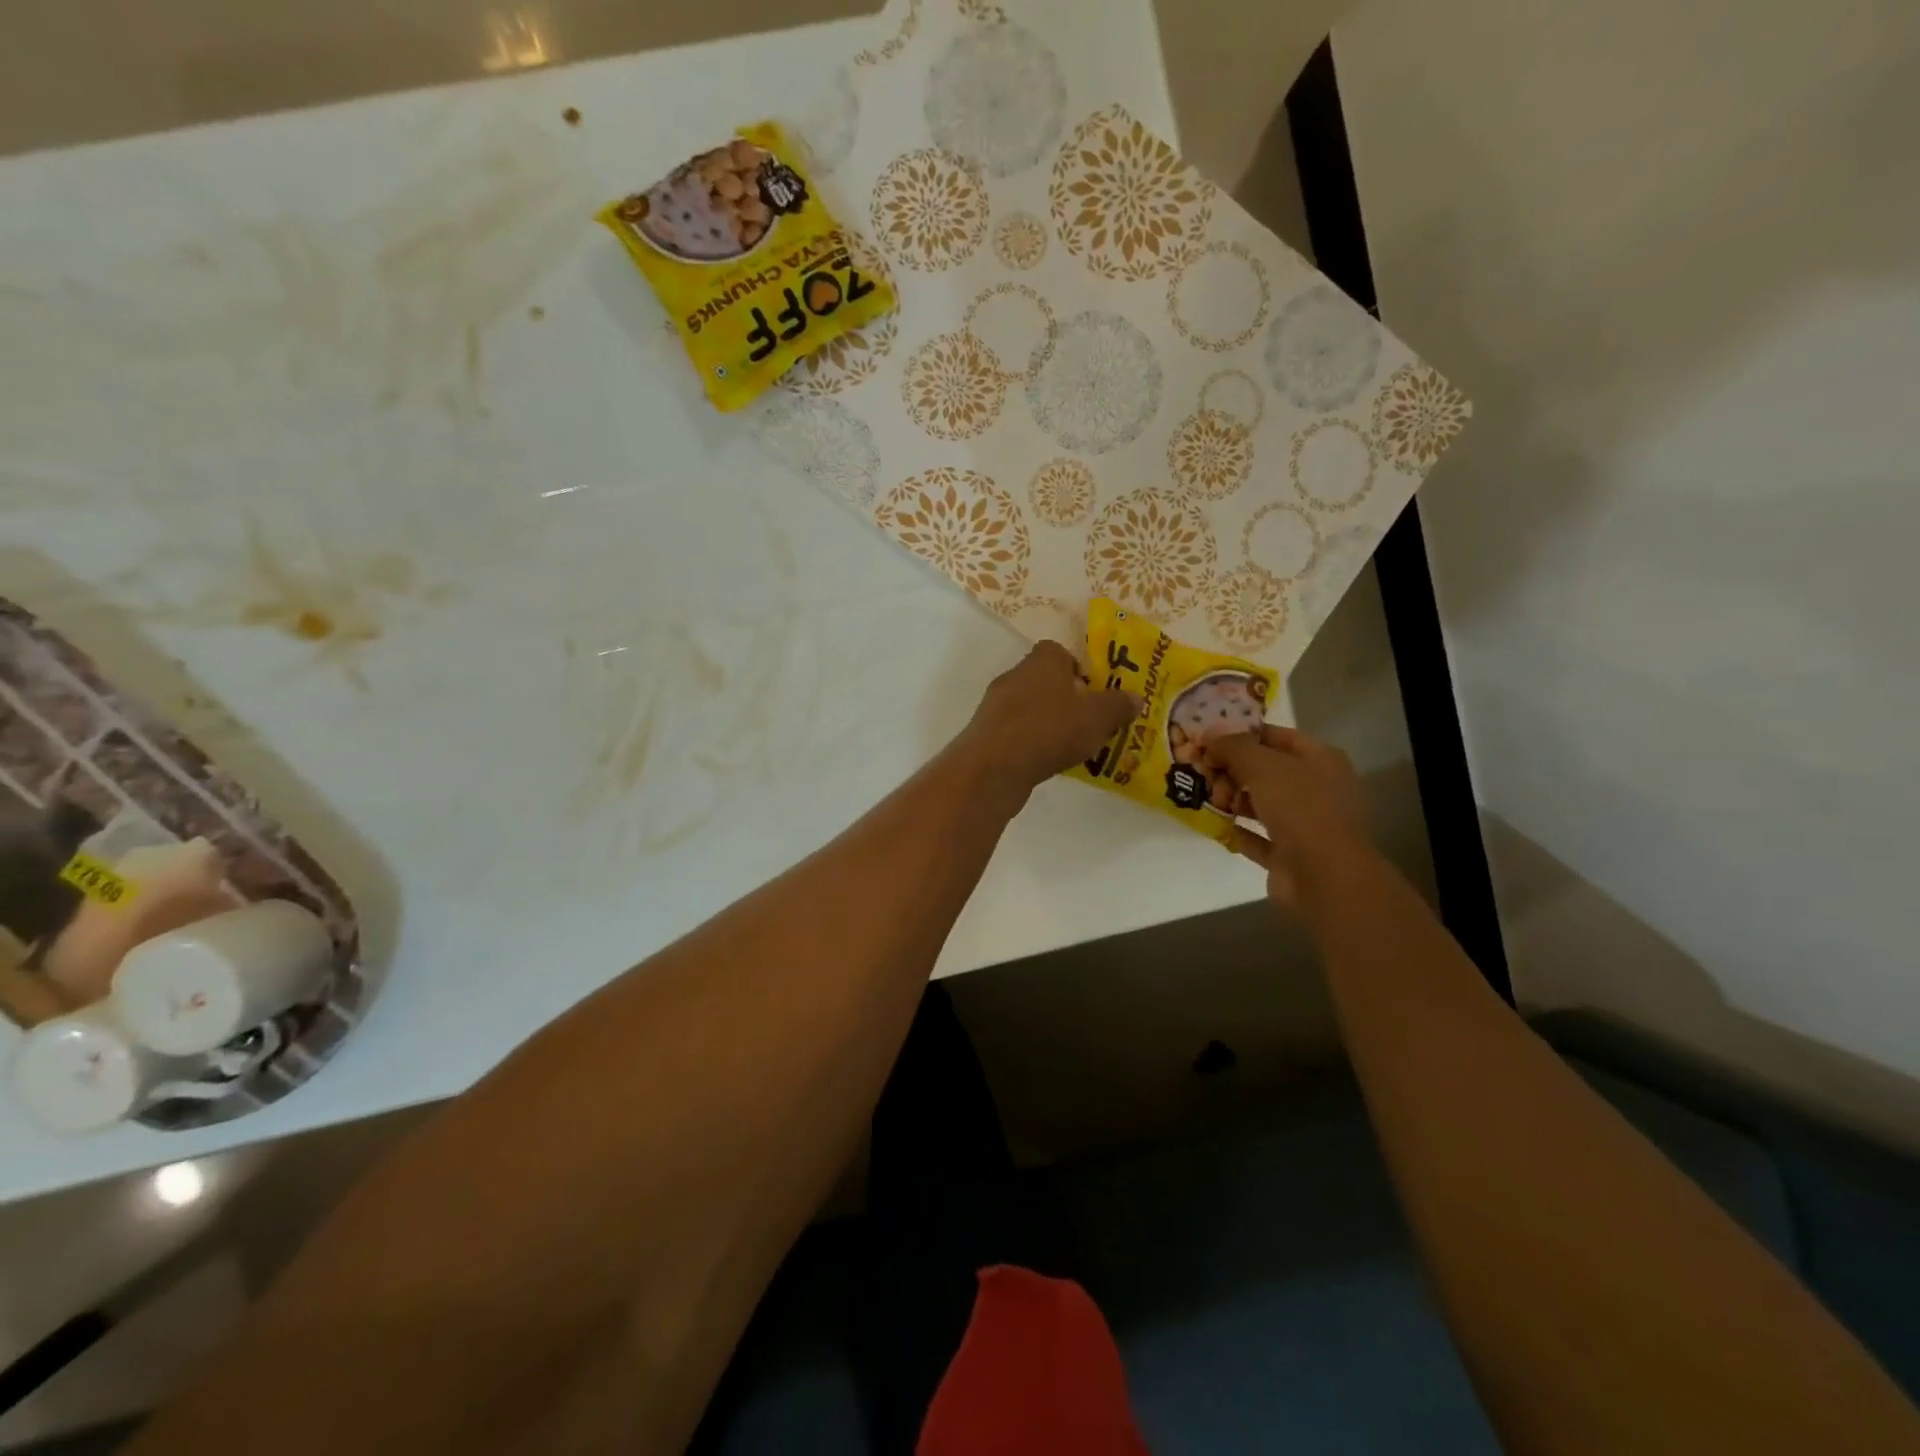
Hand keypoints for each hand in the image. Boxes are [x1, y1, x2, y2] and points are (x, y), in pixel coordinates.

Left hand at [959, 641, 1139, 796]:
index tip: (1094, 692)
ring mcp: (996, 705)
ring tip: (1072, 746)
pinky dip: (1031, 743)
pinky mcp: (986, 733)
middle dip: (1066, 699)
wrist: (994, 767)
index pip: (1059, 652)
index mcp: (1042, 660)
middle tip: (1089, 722)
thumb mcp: (1097, 717)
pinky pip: (1017, 732)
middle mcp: (1015, 675)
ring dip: (1048, 722)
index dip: (1078, 669)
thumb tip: (1135, 697)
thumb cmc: (1050, 729)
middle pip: (1045, 680)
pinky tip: (1046, 762)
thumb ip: (1118, 705)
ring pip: (1030, 707)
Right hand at [1206, 725, 1373, 910]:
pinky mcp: (1288, 854)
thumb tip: (1209, 738)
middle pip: (1265, 770)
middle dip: (1231, 770)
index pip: (1276, 736)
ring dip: (1230, 799)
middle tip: (1200, 772)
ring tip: (1202, 797)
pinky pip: (1255, 836)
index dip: (1242, 734)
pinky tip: (1210, 823)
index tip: (1208, 738)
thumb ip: (1233, 747)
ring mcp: (1303, 823)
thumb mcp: (1262, 765)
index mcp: (1320, 759)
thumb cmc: (1299, 808)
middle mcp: (1315, 788)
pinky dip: (1234, 830)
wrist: (1323, 876)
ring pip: (1260, 803)